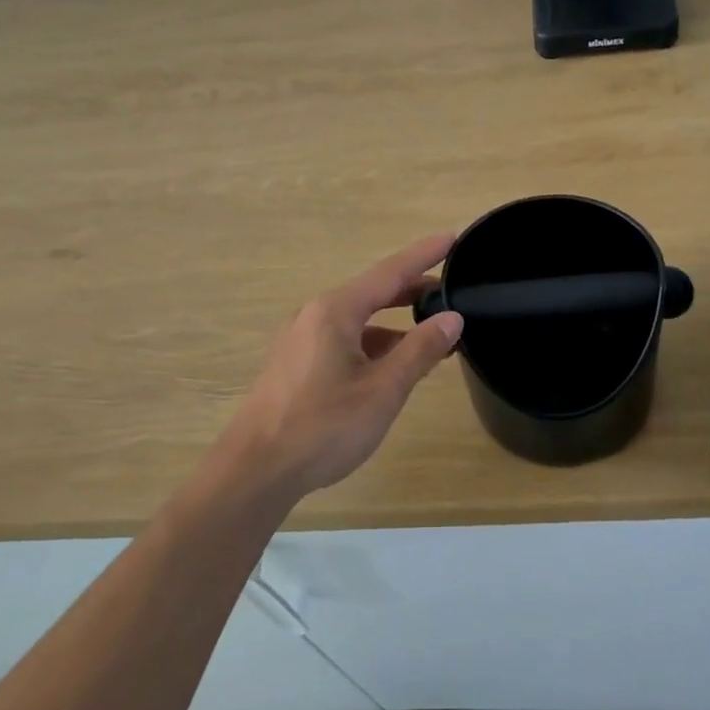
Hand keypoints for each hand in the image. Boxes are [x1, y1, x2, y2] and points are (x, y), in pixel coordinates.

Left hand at [220, 235, 464, 502]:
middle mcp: (314, 316)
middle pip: (372, 293)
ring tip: (430, 338)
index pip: (390, 272)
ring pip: (357, 321)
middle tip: (451, 292)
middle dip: (412, 291)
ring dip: (394, 325)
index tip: (453, 238)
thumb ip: (420, 350)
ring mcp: (299, 341)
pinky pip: (342, 341)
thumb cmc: (324, 426)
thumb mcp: (383, 389)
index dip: (424, 255)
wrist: (256, 471)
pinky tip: (390, 367)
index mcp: (335, 311)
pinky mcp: (294, 365)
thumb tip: (452, 317)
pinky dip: (372, 345)